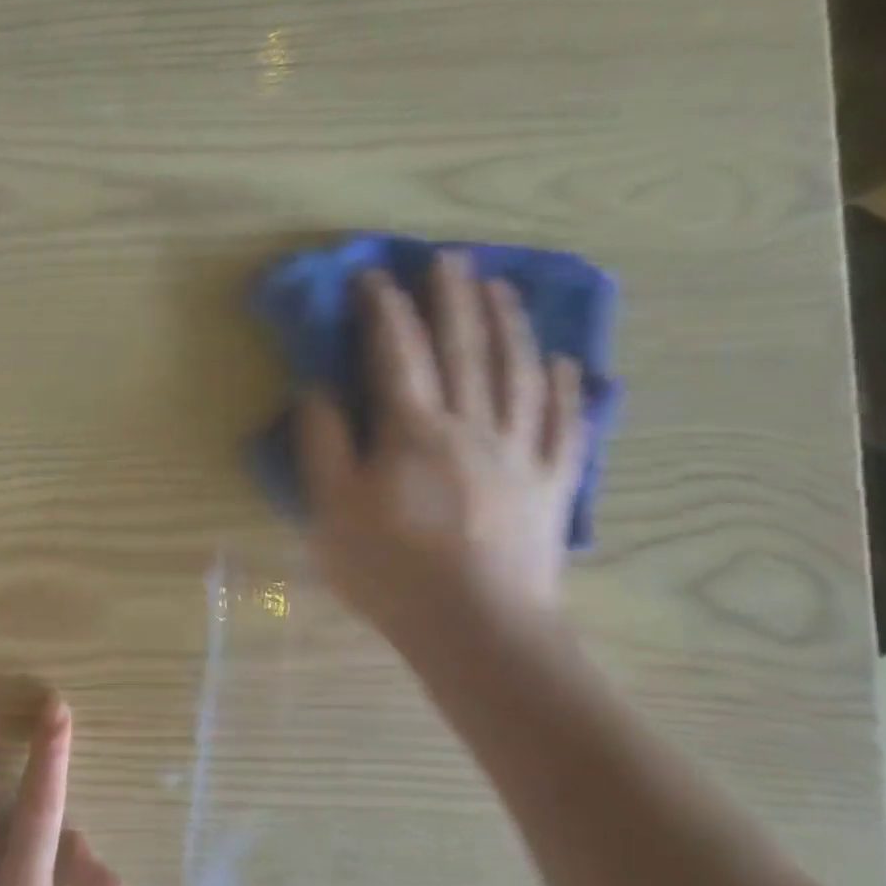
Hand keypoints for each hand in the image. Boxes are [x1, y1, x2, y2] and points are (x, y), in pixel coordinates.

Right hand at [298, 250, 585, 649]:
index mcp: (413, 431)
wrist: (477, 628)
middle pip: (464, 348)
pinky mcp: (549, 483)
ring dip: (508, 324)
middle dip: (453, 298)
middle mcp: (472, 425)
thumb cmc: (391, 571)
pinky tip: (566, 364)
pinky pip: (563, 423)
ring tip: (502, 288)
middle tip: (450, 257)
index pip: (397, 353)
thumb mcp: (331, 510)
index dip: (384, 309)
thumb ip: (323, 444)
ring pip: (518, 372)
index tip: (373, 275)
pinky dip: (566, 388)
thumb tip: (318, 390)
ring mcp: (519, 452)